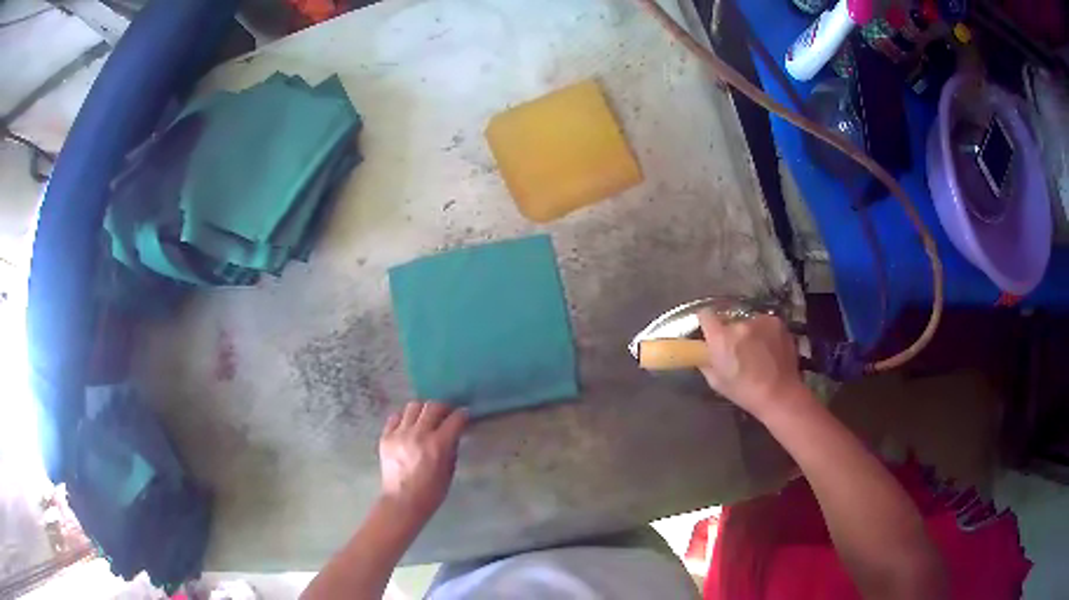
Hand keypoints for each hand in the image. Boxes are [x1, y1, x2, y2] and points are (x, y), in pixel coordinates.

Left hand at [378, 401, 467, 520]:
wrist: (402, 502)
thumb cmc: (431, 492)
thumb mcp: (449, 471)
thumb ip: (452, 448)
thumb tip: (453, 433)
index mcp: (438, 445)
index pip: (455, 419)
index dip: (462, 415)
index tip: (464, 415)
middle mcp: (418, 434)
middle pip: (433, 406)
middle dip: (443, 408)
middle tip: (446, 414)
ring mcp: (399, 434)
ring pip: (413, 406)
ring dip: (423, 410)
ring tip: (425, 418)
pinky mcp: (386, 437)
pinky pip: (395, 417)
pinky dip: (404, 418)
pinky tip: (408, 427)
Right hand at [697, 311, 807, 417]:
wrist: (780, 394)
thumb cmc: (745, 392)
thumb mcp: (716, 382)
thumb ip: (706, 362)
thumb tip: (703, 353)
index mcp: (721, 338)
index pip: (705, 315)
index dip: (707, 323)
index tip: (710, 333)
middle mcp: (740, 324)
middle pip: (729, 320)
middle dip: (731, 332)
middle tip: (737, 350)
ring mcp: (761, 321)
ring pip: (749, 322)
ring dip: (749, 332)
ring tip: (757, 352)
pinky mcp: (777, 322)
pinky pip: (764, 324)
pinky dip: (764, 333)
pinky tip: (769, 350)